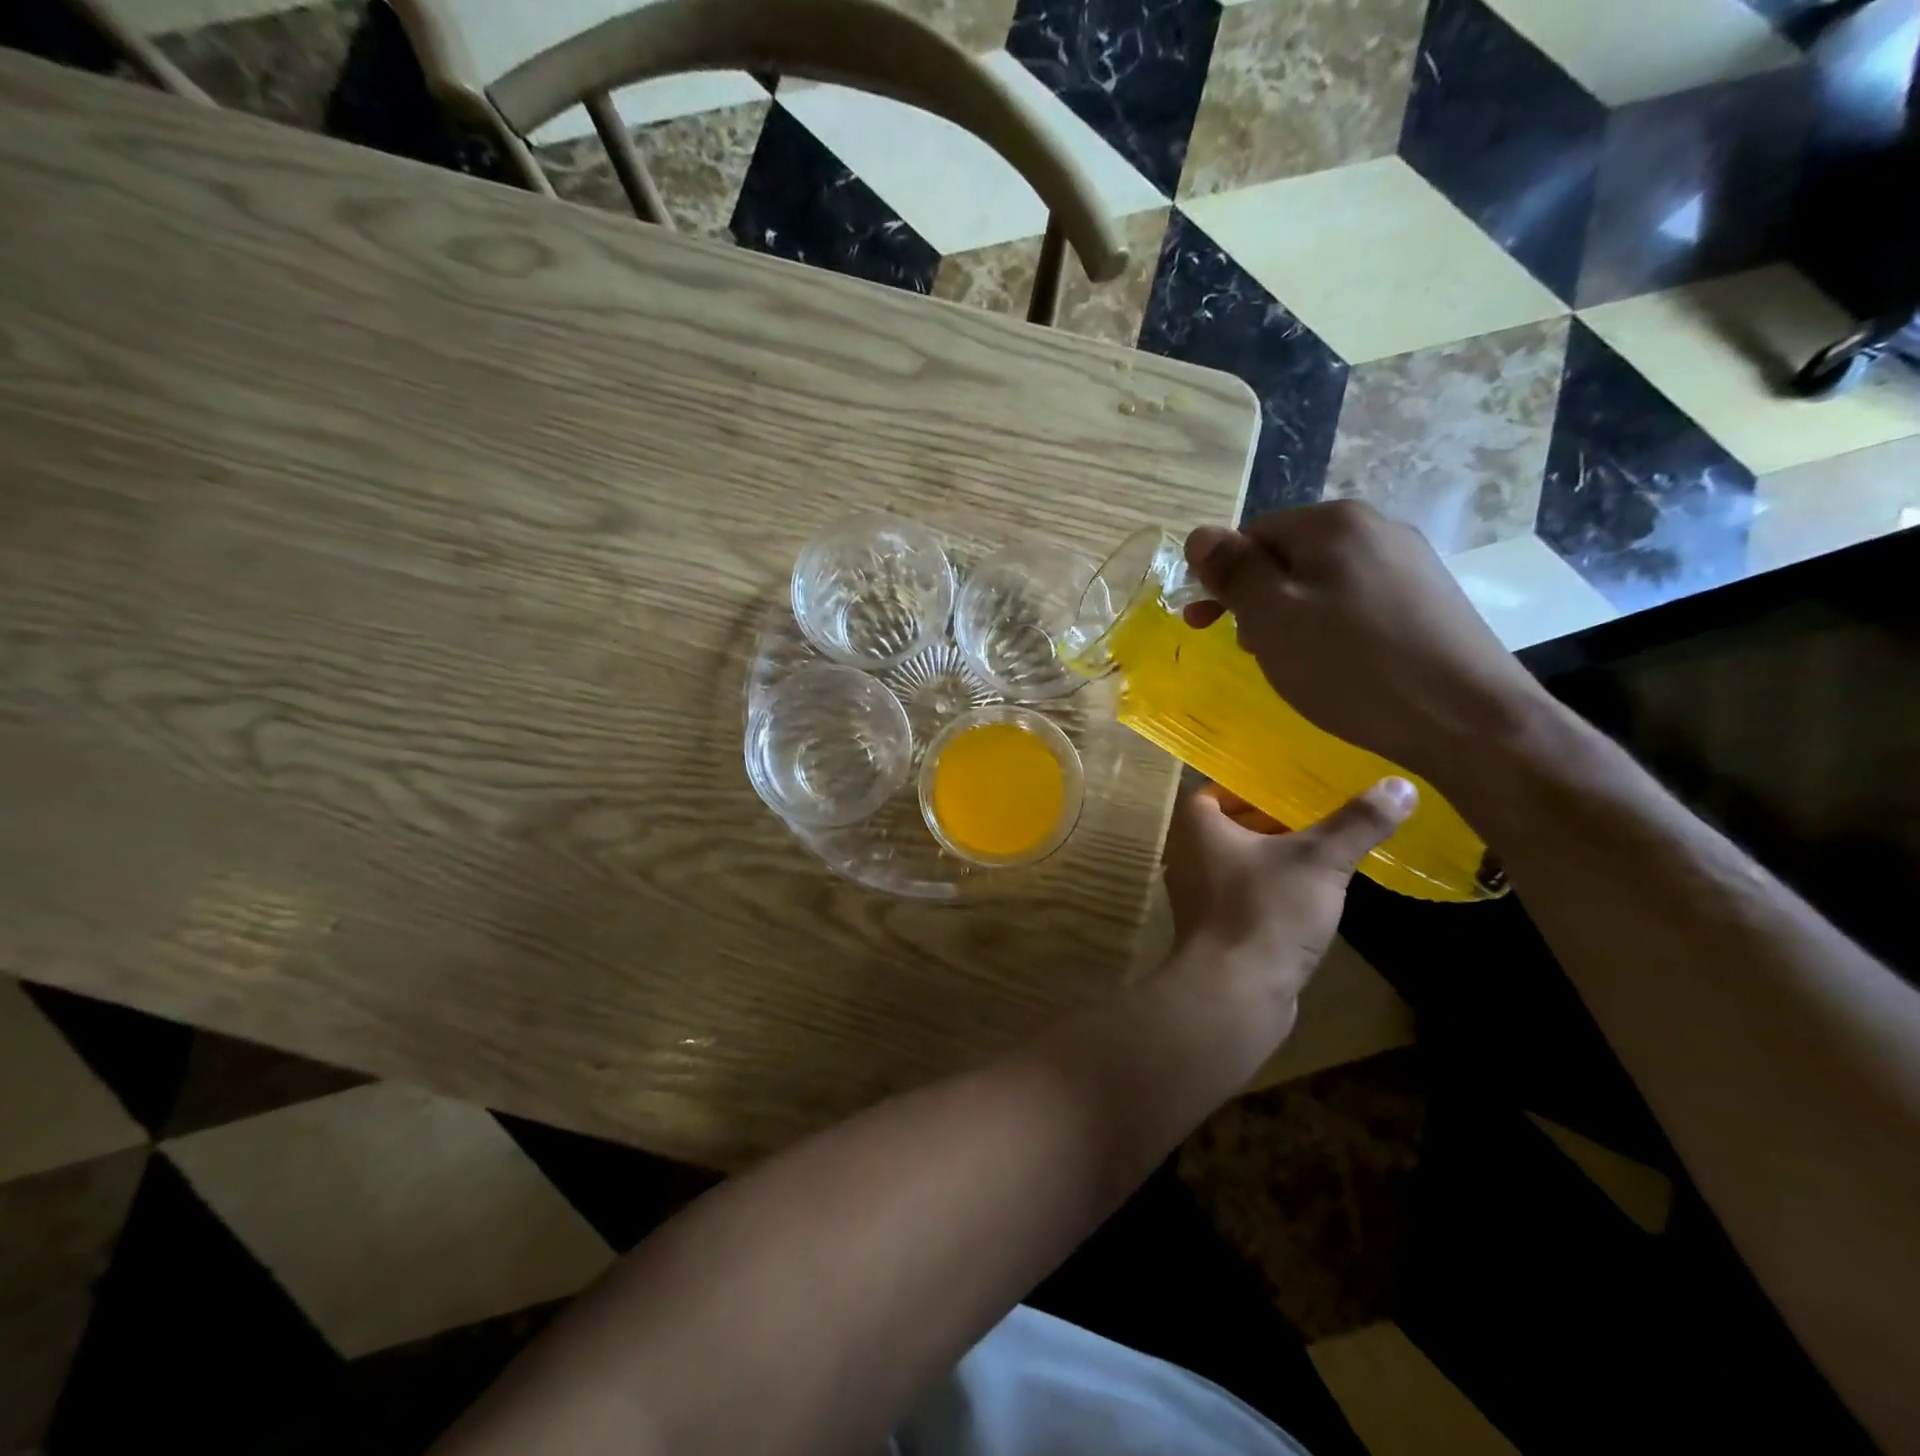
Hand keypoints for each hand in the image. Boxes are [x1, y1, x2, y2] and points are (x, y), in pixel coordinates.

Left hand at [1161, 777, 1415, 1027]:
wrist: (1234, 993)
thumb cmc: (1266, 912)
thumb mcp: (1319, 861)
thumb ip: (1357, 822)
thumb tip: (1401, 785)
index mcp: (1196, 824)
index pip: (1223, 788)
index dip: (1260, 784)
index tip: (1300, 783)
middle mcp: (1187, 852)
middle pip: (1235, 823)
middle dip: (1277, 818)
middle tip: (1325, 811)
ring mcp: (1198, 892)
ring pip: (1242, 860)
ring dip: (1279, 854)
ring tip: (1328, 847)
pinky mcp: (1215, 925)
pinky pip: (1245, 891)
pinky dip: (1273, 886)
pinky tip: (1314, 892)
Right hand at [1183, 501, 1547, 784]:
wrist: (1466, 719)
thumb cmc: (1351, 666)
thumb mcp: (1272, 617)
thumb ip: (1233, 571)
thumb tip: (1200, 534)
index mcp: (1334, 523)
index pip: (1252, 533)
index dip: (1222, 576)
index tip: (1204, 623)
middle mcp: (1376, 528)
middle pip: (1289, 555)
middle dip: (1256, 598)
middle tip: (1244, 647)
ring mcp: (1409, 562)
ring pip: (1322, 581)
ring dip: (1290, 615)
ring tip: (1287, 660)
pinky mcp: (1428, 599)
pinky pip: (1356, 601)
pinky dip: (1329, 626)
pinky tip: (1334, 662)